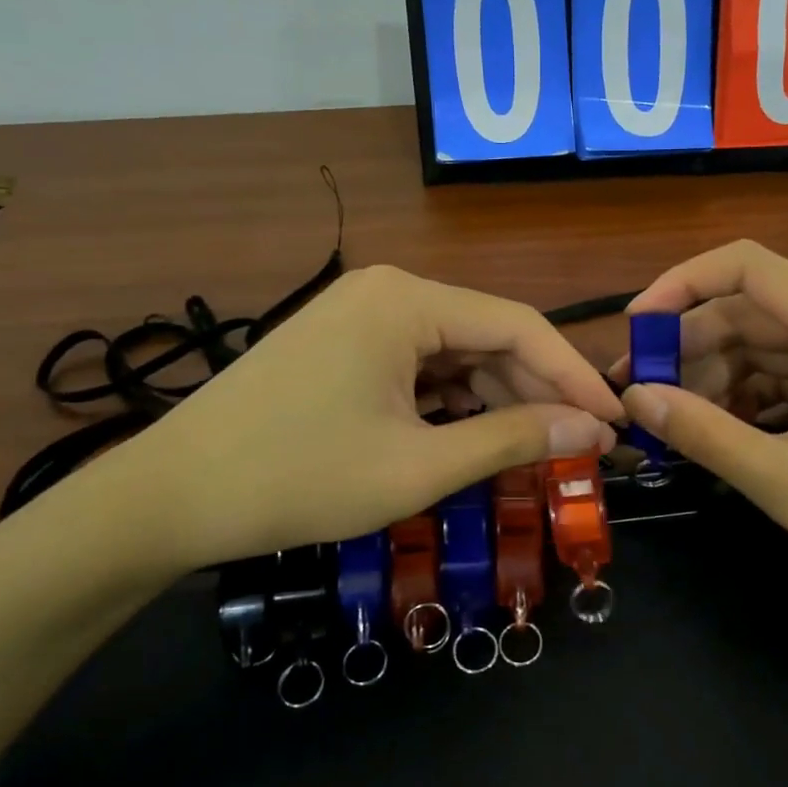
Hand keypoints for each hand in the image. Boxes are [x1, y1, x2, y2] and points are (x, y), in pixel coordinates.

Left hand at [114, 266, 622, 569]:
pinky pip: (418, 366)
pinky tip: (475, 438)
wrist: (171, 496)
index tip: (616, 422)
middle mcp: (388, 290)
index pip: (519, 325)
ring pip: (454, 354)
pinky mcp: (342, 344)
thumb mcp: (417, 466)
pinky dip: (452, 403)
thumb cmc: (298, 477)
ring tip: (538, 449)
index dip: (575, 376)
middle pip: (487, 336)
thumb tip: (593, 431)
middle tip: (583, 446)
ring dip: (496, 400)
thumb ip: (513, 440)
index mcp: (408, 299)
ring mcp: (360, 314)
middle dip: (536, 392)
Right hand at [616, 241, 787, 599]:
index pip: (744, 265)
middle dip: (688, 347)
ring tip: (677, 423)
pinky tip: (728, 435)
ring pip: (765, 345)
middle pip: (748, 310)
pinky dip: (750, 396)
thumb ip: (706, 435)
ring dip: (716, 377)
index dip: (681, 283)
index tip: (637, 327)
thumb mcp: (787, 481)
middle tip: (641, 393)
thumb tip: (636, 397)